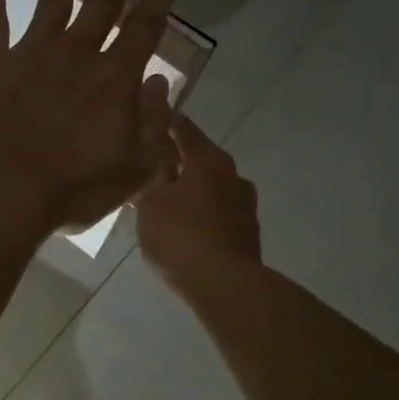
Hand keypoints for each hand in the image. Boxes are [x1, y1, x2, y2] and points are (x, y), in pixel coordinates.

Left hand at [0, 0, 177, 234]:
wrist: (2, 192)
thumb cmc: (72, 189)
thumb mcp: (133, 170)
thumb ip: (154, 125)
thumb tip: (160, 83)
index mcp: (115, 79)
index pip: (144, 29)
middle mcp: (77, 55)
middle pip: (102, 5)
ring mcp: (31, 54)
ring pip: (52, 1)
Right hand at [137, 116, 261, 292]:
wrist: (224, 285)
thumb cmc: (181, 236)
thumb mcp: (151, 204)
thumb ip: (153, 179)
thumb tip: (159, 162)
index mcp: (209, 160)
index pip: (186, 130)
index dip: (169, 122)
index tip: (157, 115)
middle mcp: (233, 175)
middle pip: (201, 160)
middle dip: (179, 162)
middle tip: (154, 167)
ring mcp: (245, 205)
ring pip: (211, 189)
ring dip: (191, 191)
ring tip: (166, 202)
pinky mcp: (247, 232)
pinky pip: (217, 213)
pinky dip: (201, 214)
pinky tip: (184, 227)